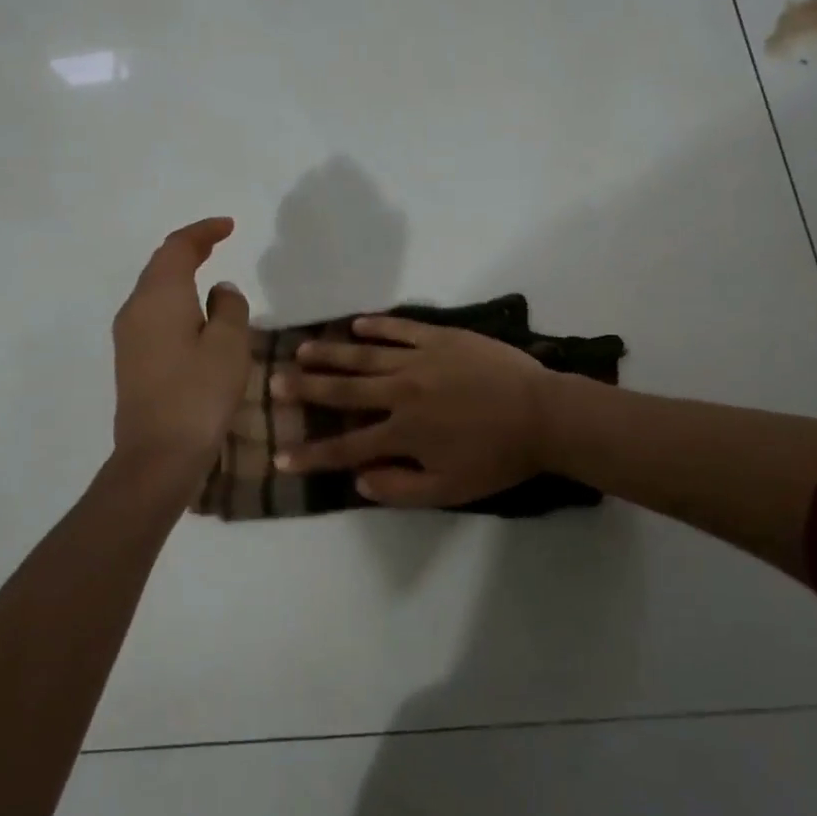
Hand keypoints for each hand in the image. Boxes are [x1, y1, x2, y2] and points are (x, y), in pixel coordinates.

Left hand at [112, 217, 250, 469]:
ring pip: (155, 289)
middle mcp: (136, 308)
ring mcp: (128, 335)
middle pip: (160, 265)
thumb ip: (230, 308)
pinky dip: (175, 299)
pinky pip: (153, 312)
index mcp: (160, 297)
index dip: (203, 232)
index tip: (229, 226)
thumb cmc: (199, 393)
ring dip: (180, 274)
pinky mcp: (131, 359)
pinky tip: (194, 313)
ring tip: (208, 271)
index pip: (178, 248)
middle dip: (189, 249)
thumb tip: (221, 290)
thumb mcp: (229, 345)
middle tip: (219, 241)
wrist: (158, 454)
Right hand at [273, 315, 549, 506]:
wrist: (542, 414)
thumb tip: (358, 481)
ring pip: (365, 355)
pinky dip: (377, 327)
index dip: (310, 455)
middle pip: (343, 391)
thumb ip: (400, 489)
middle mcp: (401, 392)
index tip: (280, 457)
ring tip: (303, 349)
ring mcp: (420, 359)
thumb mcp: (449, 490)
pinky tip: (357, 325)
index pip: (345, 447)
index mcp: (403, 432)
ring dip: (331, 353)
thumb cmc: (497, 457)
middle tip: (274, 381)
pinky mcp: (441, 337)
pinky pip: (401, 329)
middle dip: (306, 388)